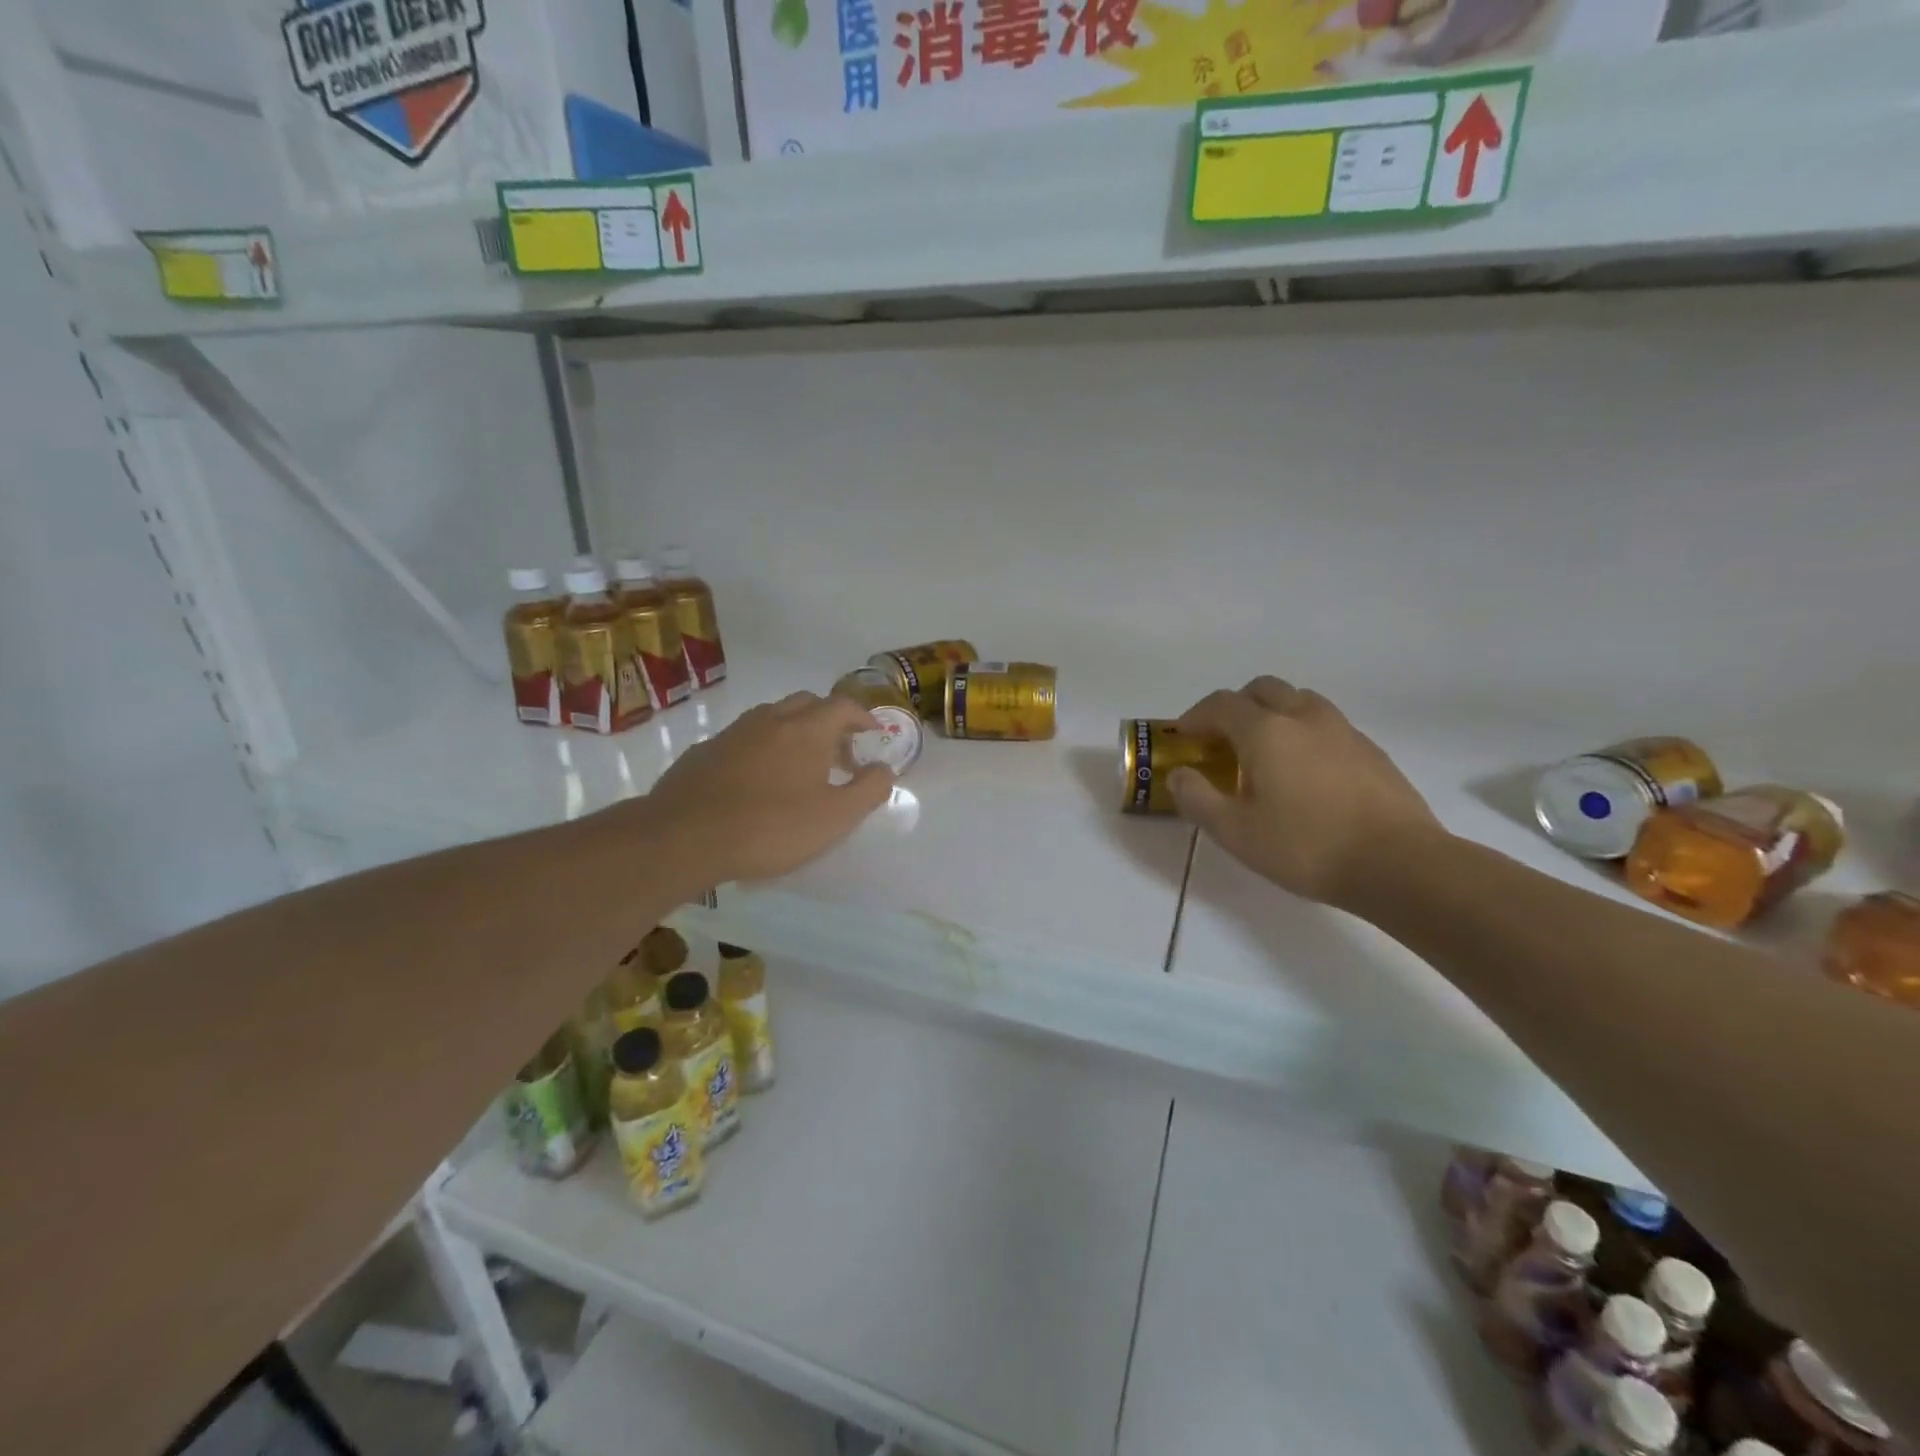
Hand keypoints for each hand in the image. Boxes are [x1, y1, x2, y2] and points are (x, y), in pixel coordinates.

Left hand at [642, 692, 894, 885]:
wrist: (684, 837)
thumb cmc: (771, 827)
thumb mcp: (835, 817)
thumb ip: (868, 789)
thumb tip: (885, 768)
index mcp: (807, 729)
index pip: (843, 706)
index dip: (863, 716)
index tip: (872, 733)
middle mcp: (770, 719)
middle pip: (807, 703)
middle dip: (828, 721)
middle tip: (838, 753)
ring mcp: (733, 733)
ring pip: (771, 718)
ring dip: (793, 732)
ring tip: (798, 768)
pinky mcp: (704, 752)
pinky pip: (743, 739)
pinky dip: (760, 749)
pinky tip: (756, 782)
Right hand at [1170, 677, 1442, 907]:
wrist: (1400, 864)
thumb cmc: (1306, 847)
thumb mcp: (1235, 832)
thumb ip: (1197, 798)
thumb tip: (1179, 774)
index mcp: (1266, 731)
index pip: (1221, 704)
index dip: (1196, 716)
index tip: (1185, 738)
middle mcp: (1303, 717)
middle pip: (1262, 689)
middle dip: (1235, 707)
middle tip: (1223, 741)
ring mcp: (1343, 730)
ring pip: (1299, 701)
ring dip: (1273, 714)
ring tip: (1265, 753)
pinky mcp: (1370, 750)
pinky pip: (1326, 724)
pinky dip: (1304, 733)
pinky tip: (1305, 773)